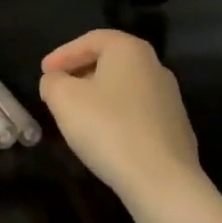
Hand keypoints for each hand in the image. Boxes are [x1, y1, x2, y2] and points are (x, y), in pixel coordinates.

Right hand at [39, 29, 201, 205]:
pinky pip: (137, 113)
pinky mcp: (177, 129)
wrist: (162, 181)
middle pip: (110, 62)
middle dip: (80, 73)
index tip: (44, 71)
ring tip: (77, 116)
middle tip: (58, 90)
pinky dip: (116, 117)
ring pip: (124, 88)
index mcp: (130, 50)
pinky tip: (104, 137)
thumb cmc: (107, 127)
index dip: (63, 54)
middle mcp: (155, 67)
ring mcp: (170, 99)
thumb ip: (52, 82)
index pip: (91, 40)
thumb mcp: (62, 98)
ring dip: (98, 96)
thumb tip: (56, 81)